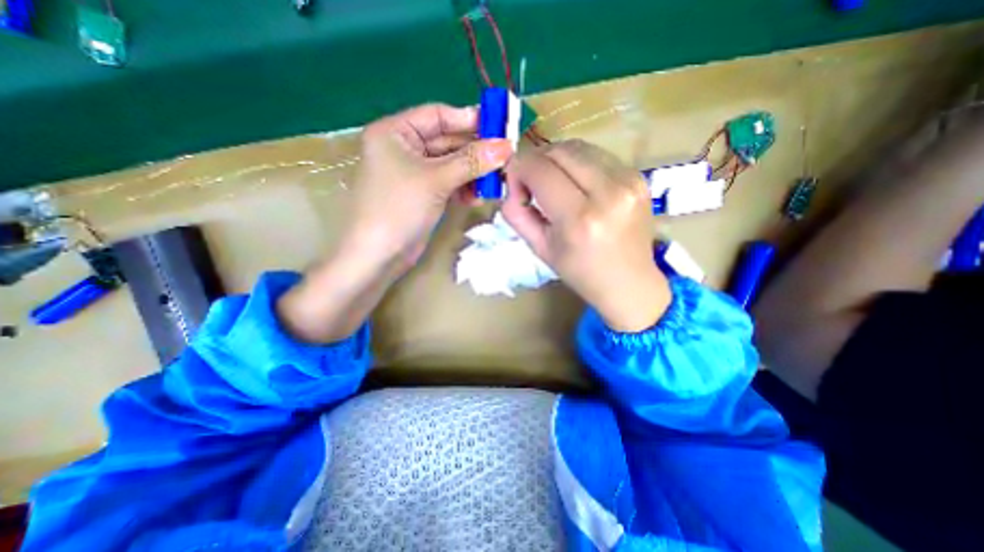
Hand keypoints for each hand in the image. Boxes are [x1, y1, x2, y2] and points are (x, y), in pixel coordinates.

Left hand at [346, 102, 515, 271]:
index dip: (469, 119)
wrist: (379, 256)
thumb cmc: (399, 208)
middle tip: (505, 157)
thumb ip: (471, 161)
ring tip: (495, 181)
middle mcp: (404, 149)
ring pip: (452, 165)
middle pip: (448, 141)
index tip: (499, 127)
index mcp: (396, 132)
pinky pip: (450, 183)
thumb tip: (506, 146)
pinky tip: (478, 197)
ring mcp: (415, 174)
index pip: (438, 115)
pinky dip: (464, 188)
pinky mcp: (424, 195)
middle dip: (476, 151)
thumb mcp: (436, 180)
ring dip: (473, 173)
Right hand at [503, 140, 672, 333]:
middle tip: (532, 184)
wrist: (630, 283)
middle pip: (558, 150)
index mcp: (579, 218)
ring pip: (578, 147)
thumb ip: (517, 214)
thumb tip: (511, 185)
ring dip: (557, 160)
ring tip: (554, 184)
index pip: (539, 169)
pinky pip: (596, 155)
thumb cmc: (580, 272)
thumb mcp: (540, 248)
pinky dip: (578, 164)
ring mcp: (629, 180)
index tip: (516, 186)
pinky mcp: (639, 175)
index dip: (518, 170)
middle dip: (536, 161)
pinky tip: (578, 185)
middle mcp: (608, 192)